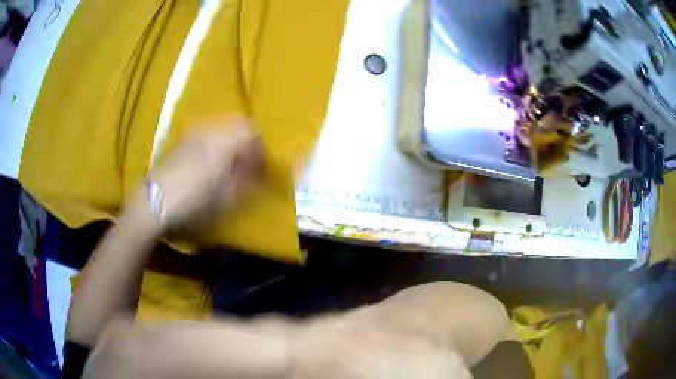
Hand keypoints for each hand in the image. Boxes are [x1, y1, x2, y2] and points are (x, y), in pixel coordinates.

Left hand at [147, 118, 262, 233]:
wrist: (155, 201)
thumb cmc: (194, 201)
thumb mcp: (227, 197)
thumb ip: (246, 180)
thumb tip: (257, 172)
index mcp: (226, 141)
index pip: (253, 133)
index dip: (261, 150)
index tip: (262, 169)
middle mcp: (211, 130)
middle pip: (239, 124)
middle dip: (248, 142)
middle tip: (249, 163)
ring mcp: (195, 133)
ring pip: (222, 128)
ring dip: (231, 141)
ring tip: (230, 164)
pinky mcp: (182, 140)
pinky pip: (207, 134)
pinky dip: (216, 143)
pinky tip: (210, 163)